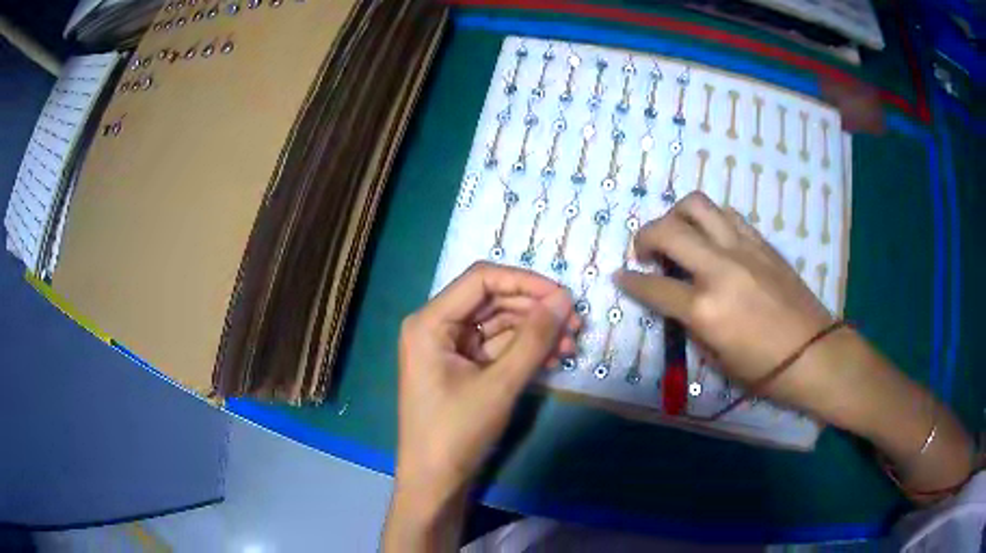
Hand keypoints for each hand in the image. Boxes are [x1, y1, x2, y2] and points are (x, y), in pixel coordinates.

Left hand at [385, 262, 577, 550]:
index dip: (525, 281)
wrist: (435, 481)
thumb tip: (564, 300)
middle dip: (535, 309)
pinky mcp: (462, 366)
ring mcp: (449, 346)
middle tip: (575, 324)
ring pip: (499, 323)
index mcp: (430, 321)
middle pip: (492, 300)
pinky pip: (497, 346)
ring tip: (571, 344)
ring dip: (535, 331)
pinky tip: (553, 357)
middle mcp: (436, 325)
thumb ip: (534, 339)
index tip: (563, 296)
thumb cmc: (457, 432)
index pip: (481, 279)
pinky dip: (524, 349)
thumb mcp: (499, 384)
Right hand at [616, 192, 833, 399]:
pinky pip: (727, 215)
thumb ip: (691, 324)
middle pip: (668, 230)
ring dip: (677, 216)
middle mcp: (720, 269)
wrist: (814, 352)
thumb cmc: (764, 369)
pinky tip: (712, 239)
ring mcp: (743, 248)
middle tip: (646, 252)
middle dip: (644, 236)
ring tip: (678, 235)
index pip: (654, 286)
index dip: (630, 281)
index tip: (620, 276)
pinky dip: (710, 221)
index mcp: (705, 309)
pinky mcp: (761, 242)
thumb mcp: (717, 357)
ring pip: (697, 205)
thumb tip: (677, 301)